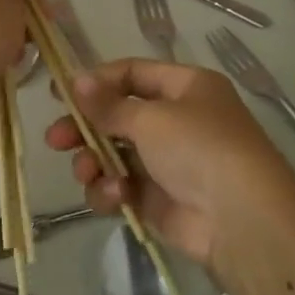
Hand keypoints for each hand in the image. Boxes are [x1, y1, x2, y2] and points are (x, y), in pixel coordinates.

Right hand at [44, 58, 294, 271]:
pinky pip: (121, 186)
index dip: (95, 82)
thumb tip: (74, 79)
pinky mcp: (157, 199)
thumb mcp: (150, 118)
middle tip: (54, 139)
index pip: (132, 74)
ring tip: (88, 172)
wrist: (240, 220)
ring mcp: (166, 161)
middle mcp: (177, 120)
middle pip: (116, 117)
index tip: (58, 93)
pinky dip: (112, 190)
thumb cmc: (199, 148)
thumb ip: (107, 104)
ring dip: (94, 162)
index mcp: (185, 88)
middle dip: (84, 128)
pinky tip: (116, 195)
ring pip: (113, 154)